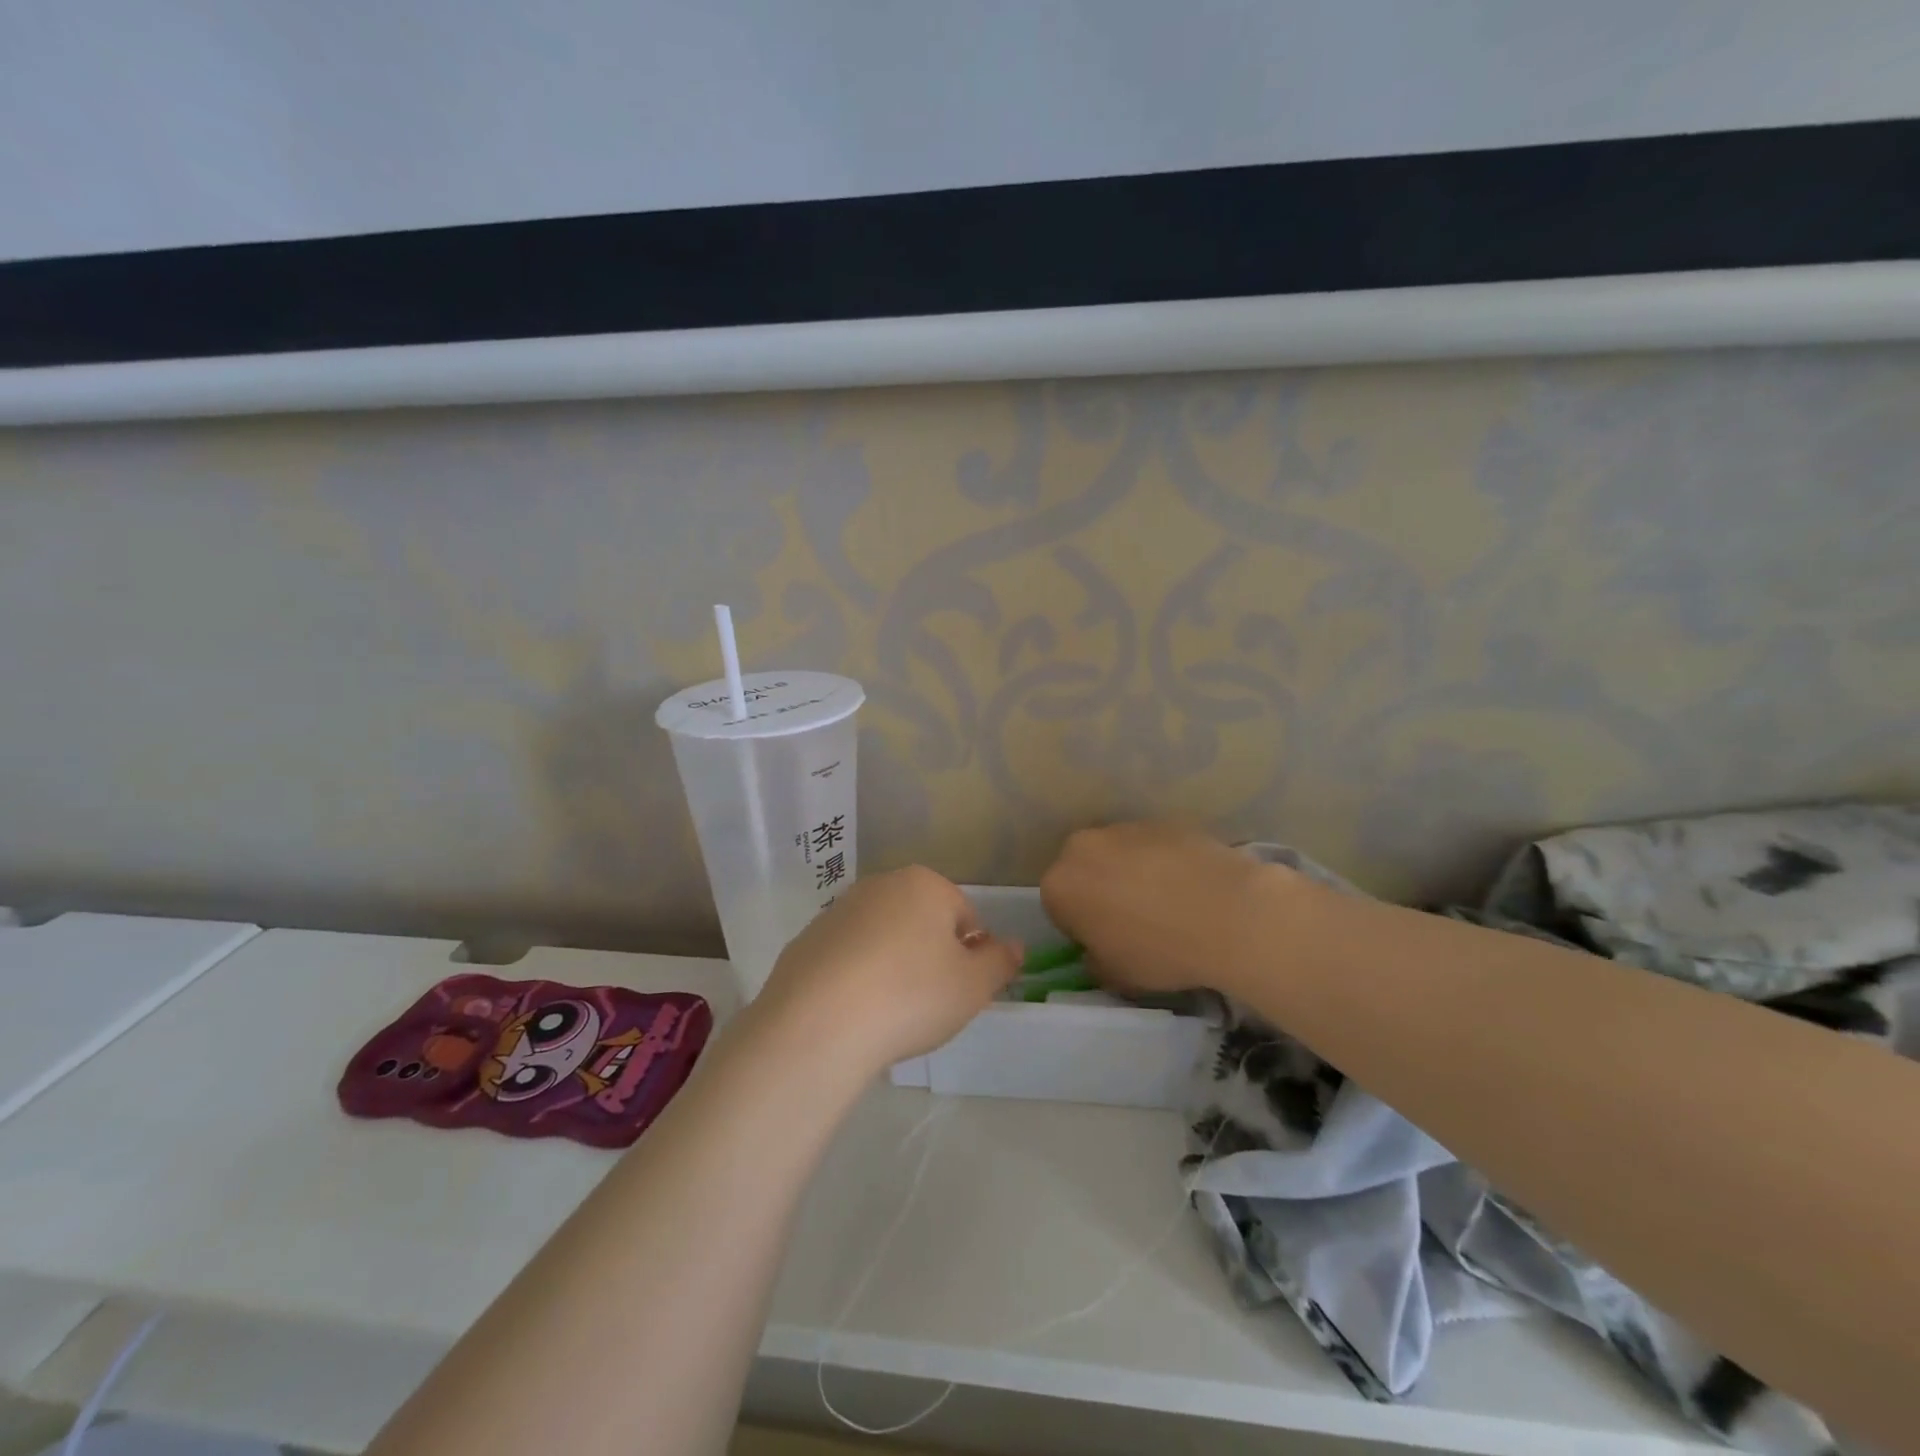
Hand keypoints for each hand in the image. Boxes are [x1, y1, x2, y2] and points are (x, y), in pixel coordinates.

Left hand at [754, 866, 1020, 1078]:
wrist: (818, 1023)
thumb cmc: (911, 996)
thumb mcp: (973, 986)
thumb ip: (1000, 962)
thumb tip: (1015, 946)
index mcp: (925, 885)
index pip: (965, 916)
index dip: (970, 955)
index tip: (960, 990)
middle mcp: (879, 885)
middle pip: (920, 921)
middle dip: (929, 956)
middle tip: (928, 1003)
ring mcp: (837, 911)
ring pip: (881, 938)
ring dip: (891, 966)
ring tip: (888, 1013)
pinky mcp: (805, 941)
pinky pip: (845, 958)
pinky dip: (854, 979)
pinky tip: (853, 1013)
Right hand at [1041, 822, 1307, 997]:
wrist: (1227, 913)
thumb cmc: (1159, 951)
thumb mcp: (1115, 977)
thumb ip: (1095, 960)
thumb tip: (1099, 950)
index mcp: (1059, 885)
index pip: (1058, 907)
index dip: (1080, 928)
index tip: (1106, 943)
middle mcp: (1082, 847)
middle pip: (1083, 871)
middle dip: (1099, 890)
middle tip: (1131, 920)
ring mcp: (1125, 828)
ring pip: (1117, 854)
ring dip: (1130, 873)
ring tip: (1167, 902)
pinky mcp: (1163, 821)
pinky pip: (1152, 846)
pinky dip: (1162, 862)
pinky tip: (1189, 887)